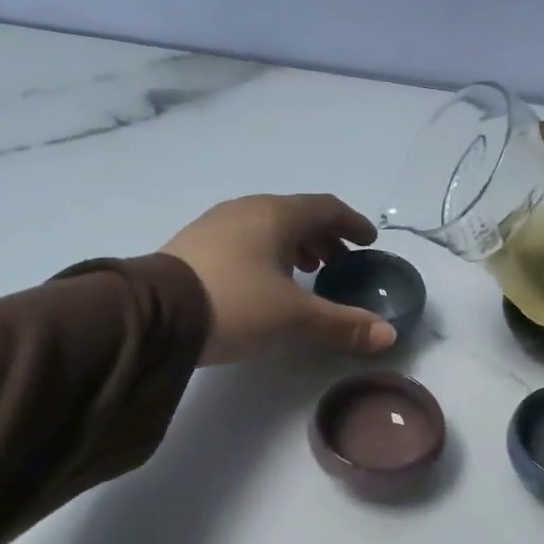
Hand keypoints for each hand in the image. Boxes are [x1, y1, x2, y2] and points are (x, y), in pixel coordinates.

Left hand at [162, 194, 397, 365]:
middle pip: (297, 215)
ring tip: (306, 273)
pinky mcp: (194, 246)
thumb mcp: (294, 317)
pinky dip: (267, 254)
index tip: (368, 242)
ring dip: (294, 246)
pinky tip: (264, 282)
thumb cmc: (236, 304)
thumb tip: (389, 335)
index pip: (326, 208)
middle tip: (339, 263)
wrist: (155, 314)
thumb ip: (343, 324)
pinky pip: (244, 240)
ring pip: (268, 227)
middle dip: (324, 237)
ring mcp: (216, 225)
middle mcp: (246, 209)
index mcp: (276, 215)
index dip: (352, 224)